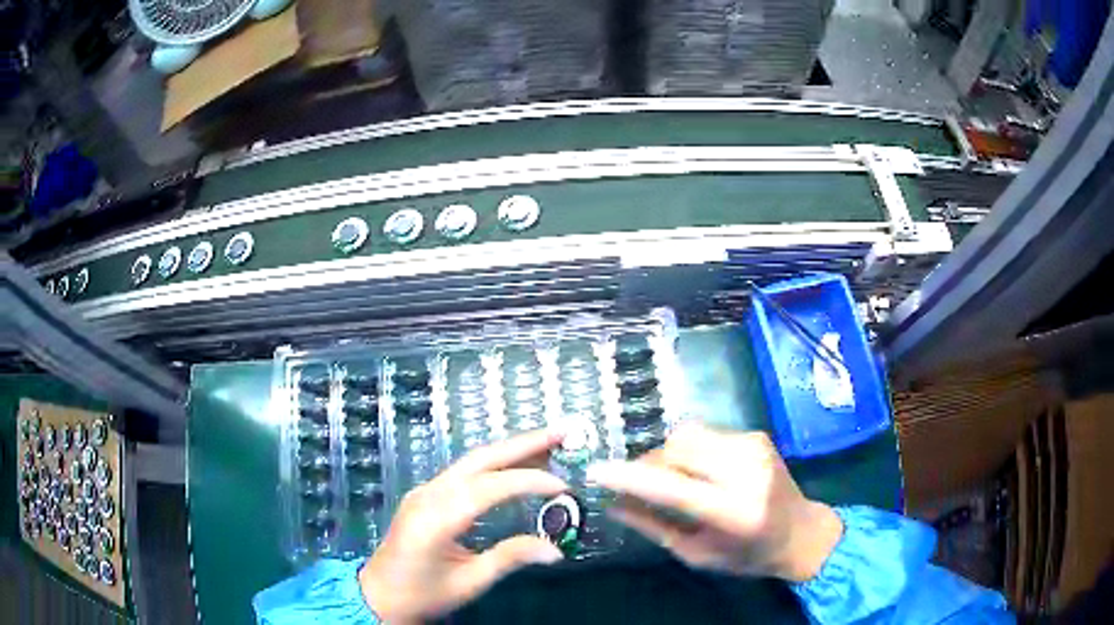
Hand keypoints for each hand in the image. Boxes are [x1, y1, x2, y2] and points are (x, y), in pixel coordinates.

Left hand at [359, 429, 567, 623]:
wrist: (379, 596)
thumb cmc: (422, 594)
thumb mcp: (469, 582)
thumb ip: (509, 559)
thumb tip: (556, 551)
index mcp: (436, 518)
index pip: (488, 488)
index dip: (528, 481)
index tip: (563, 486)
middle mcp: (428, 494)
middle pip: (480, 459)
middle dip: (523, 444)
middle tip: (563, 432)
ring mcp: (425, 491)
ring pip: (473, 461)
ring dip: (511, 450)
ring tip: (550, 443)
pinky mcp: (427, 495)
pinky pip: (465, 472)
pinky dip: (496, 464)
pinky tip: (518, 466)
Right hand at [586, 423, 842, 581]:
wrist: (801, 531)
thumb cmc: (748, 555)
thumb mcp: (697, 554)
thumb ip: (654, 527)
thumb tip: (613, 505)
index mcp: (735, 511)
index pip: (674, 487)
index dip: (631, 477)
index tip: (596, 472)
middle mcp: (747, 471)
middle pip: (678, 448)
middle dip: (647, 463)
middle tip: (634, 485)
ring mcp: (754, 446)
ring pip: (687, 434)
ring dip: (665, 454)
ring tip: (665, 479)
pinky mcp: (755, 434)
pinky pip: (704, 434)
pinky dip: (686, 450)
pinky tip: (693, 471)